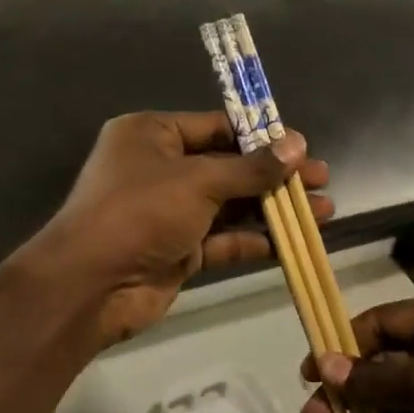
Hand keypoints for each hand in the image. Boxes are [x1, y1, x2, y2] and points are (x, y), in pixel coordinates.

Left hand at [32, 111, 330, 347]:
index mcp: (153, 135)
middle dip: (275, 175)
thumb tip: (297, 145)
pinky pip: (223, 239)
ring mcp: (170, 212)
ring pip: (231, 205)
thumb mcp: (199, 181)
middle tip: (321, 179)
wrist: (91, 286)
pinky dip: (255, 239)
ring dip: (273, 208)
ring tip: (322, 211)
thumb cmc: (140, 212)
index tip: (301, 146)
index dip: (260, 136)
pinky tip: (292, 242)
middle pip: (229, 167)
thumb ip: (251, 167)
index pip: (216, 127)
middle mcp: (161, 169)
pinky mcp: (179, 250)